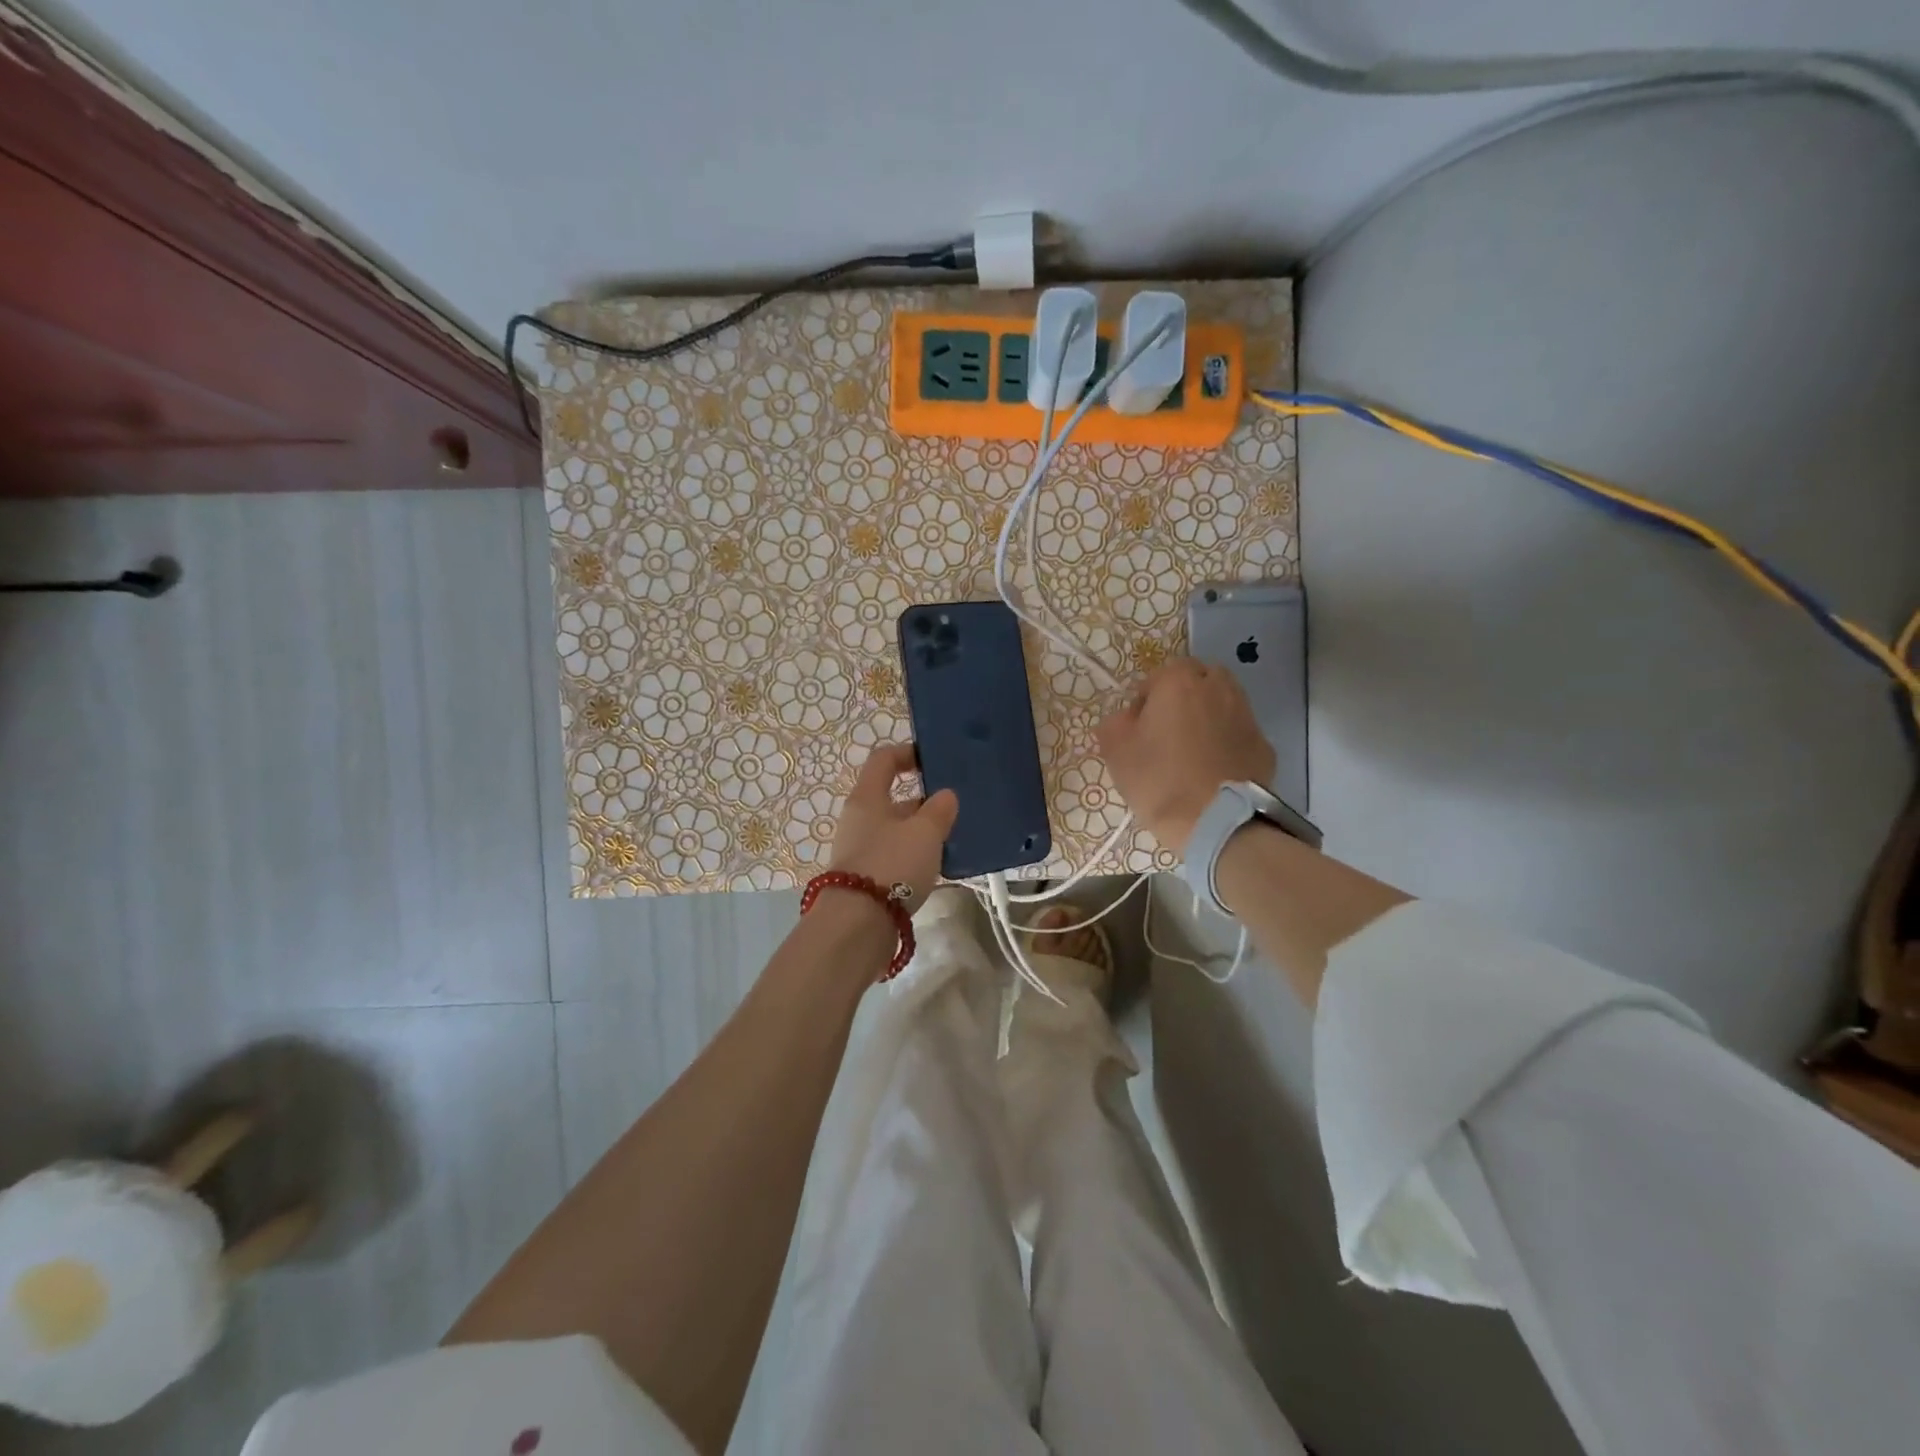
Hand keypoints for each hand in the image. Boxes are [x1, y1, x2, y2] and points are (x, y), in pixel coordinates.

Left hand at [829, 743, 959, 906]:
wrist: (857, 924)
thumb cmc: (892, 864)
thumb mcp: (925, 832)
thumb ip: (939, 810)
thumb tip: (945, 795)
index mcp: (867, 797)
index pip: (884, 760)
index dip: (908, 753)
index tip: (934, 761)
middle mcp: (858, 819)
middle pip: (891, 797)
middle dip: (923, 800)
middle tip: (954, 807)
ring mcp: (859, 849)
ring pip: (894, 829)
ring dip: (920, 831)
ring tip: (951, 838)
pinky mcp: (865, 877)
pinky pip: (893, 855)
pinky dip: (913, 855)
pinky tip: (935, 867)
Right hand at [1096, 658, 1275, 854]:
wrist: (1217, 821)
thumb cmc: (1159, 780)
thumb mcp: (1116, 751)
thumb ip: (1114, 724)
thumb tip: (1126, 719)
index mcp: (1179, 682)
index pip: (1157, 676)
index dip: (1144, 701)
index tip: (1138, 729)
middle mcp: (1218, 688)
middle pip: (1197, 680)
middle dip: (1181, 698)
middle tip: (1166, 732)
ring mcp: (1246, 715)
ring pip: (1222, 703)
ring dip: (1207, 716)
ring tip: (1191, 750)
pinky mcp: (1264, 744)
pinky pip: (1238, 733)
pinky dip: (1227, 742)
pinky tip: (1214, 769)